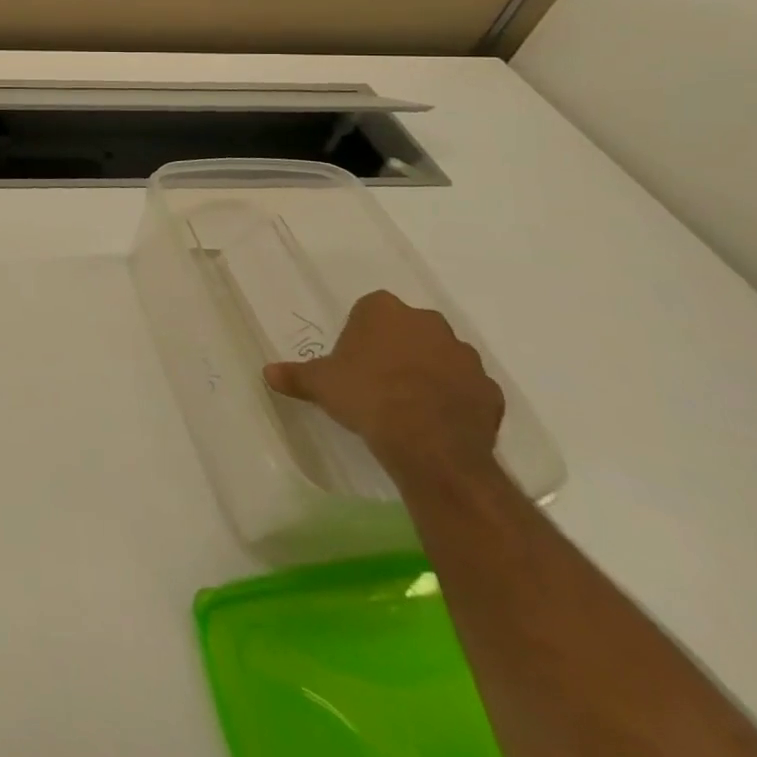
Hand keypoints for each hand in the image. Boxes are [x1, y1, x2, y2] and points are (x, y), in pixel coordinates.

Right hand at [263, 290, 503, 478]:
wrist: (430, 445)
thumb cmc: (367, 397)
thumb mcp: (320, 385)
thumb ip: (295, 375)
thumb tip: (267, 373)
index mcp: (384, 310)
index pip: (370, 310)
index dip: (361, 333)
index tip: (354, 358)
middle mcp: (427, 323)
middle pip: (409, 328)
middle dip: (398, 347)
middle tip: (379, 378)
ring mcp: (465, 356)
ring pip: (442, 356)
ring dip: (429, 371)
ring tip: (409, 402)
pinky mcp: (490, 390)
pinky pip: (467, 388)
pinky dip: (455, 398)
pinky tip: (437, 420)